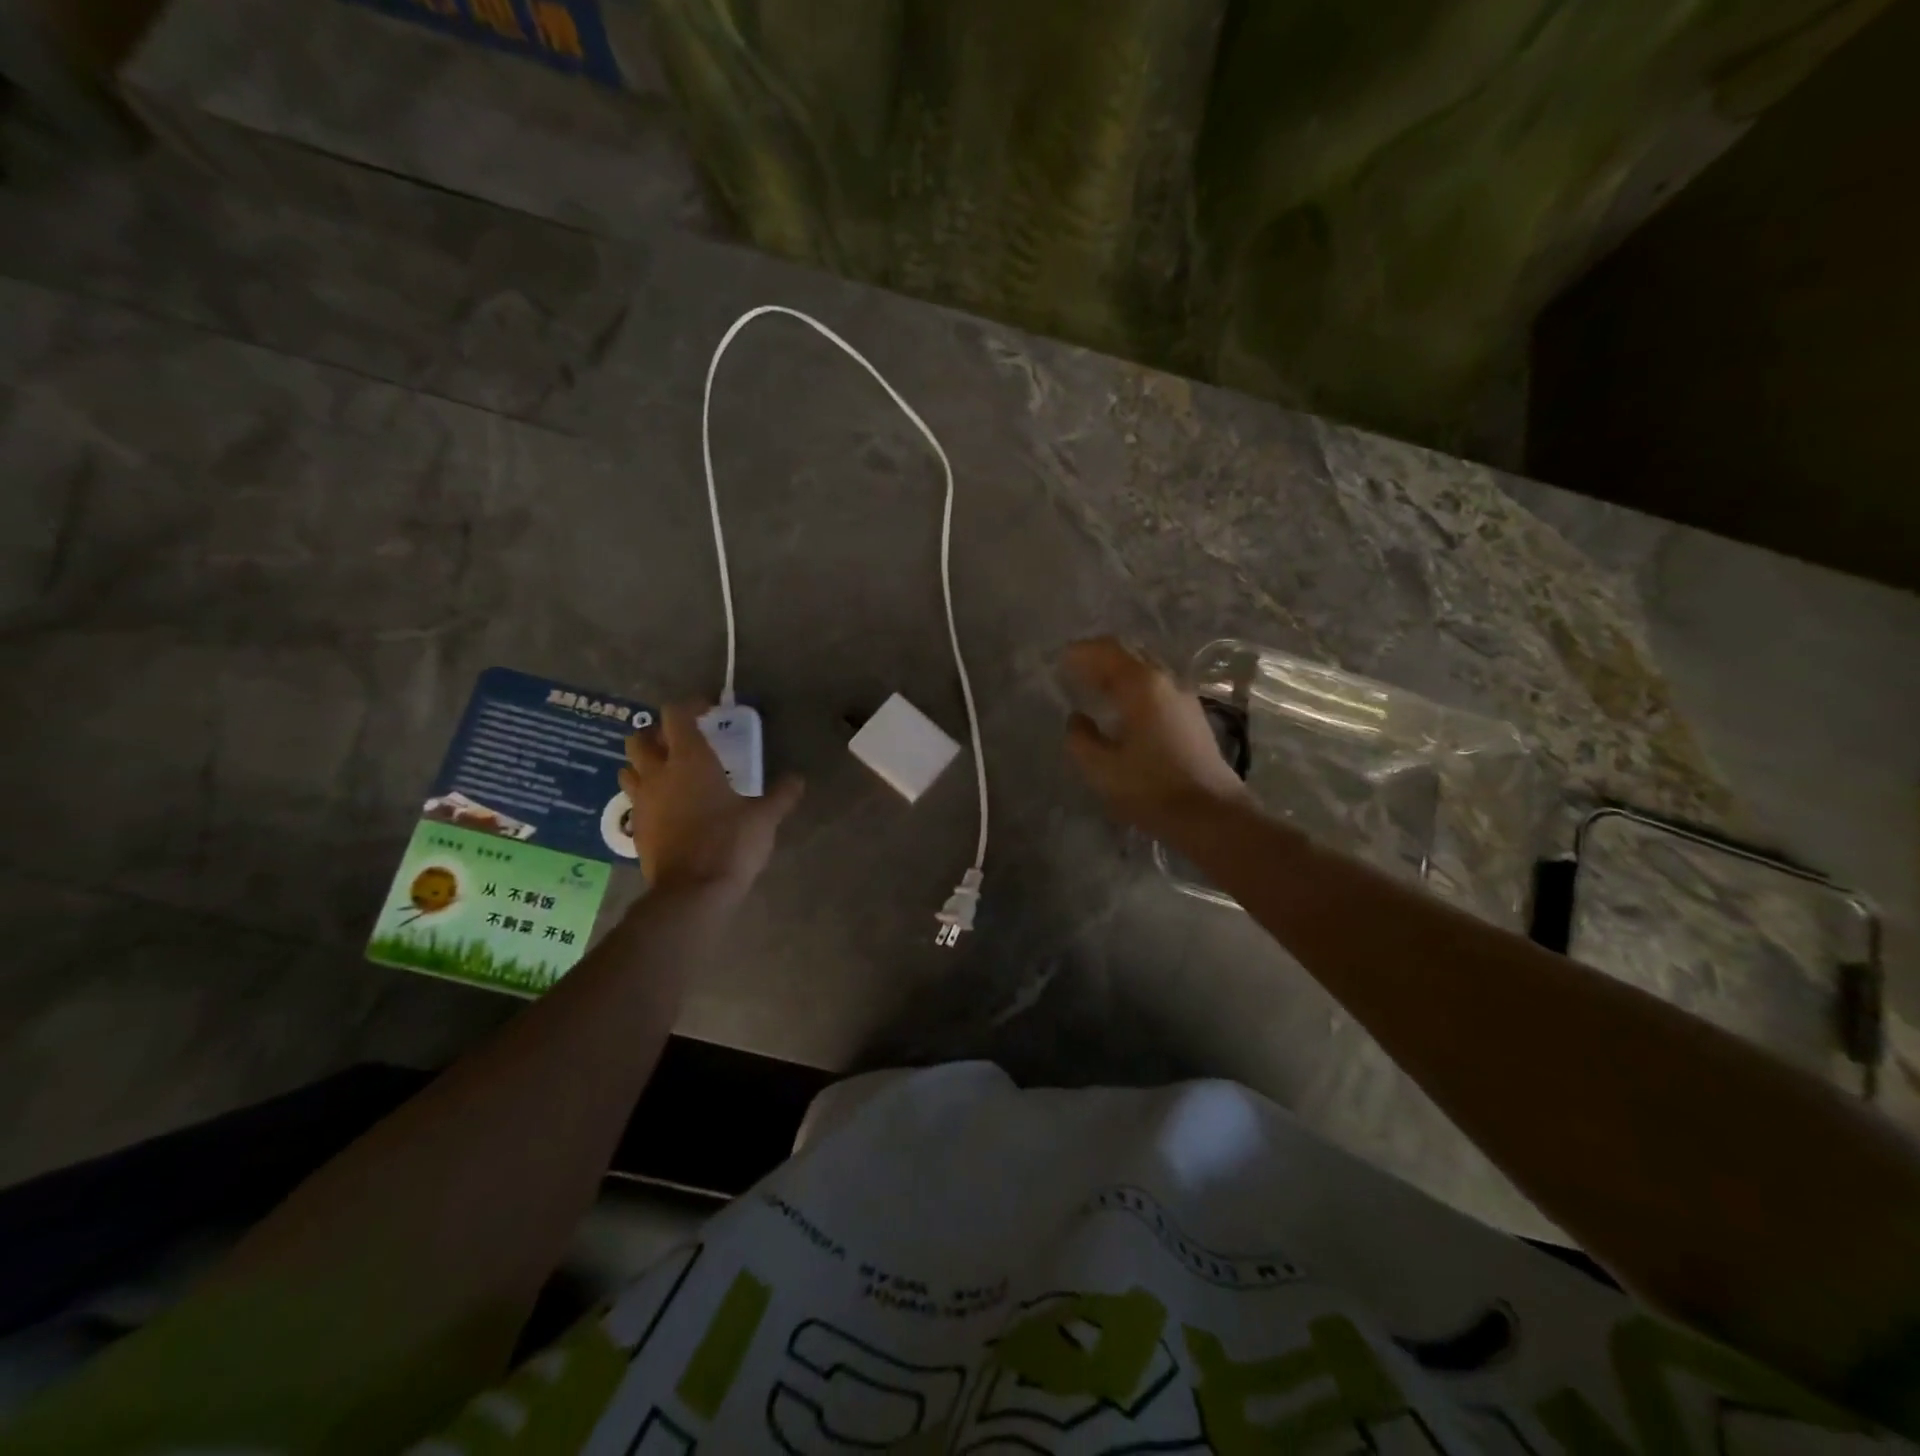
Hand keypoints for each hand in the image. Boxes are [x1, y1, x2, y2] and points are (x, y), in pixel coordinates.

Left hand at [620, 704, 803, 896]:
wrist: (692, 892)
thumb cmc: (730, 843)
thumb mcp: (764, 818)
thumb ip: (781, 795)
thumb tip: (798, 780)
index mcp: (690, 760)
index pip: (676, 715)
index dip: (690, 706)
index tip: (708, 710)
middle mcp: (659, 774)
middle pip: (640, 738)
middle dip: (658, 734)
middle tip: (681, 742)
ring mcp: (642, 802)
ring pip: (629, 768)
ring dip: (644, 764)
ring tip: (668, 772)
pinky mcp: (637, 829)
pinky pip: (634, 801)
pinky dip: (647, 796)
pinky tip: (668, 808)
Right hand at [1062, 637, 1249, 837]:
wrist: (1211, 815)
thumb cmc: (1151, 789)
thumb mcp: (1101, 768)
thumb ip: (1080, 738)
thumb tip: (1077, 719)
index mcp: (1141, 686)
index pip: (1107, 651)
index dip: (1080, 652)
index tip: (1059, 660)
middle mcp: (1166, 681)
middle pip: (1129, 653)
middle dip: (1099, 656)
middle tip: (1074, 668)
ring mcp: (1184, 697)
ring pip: (1146, 669)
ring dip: (1118, 671)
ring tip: (1095, 685)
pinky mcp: (1193, 716)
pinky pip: (1157, 687)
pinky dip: (1134, 686)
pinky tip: (1123, 707)